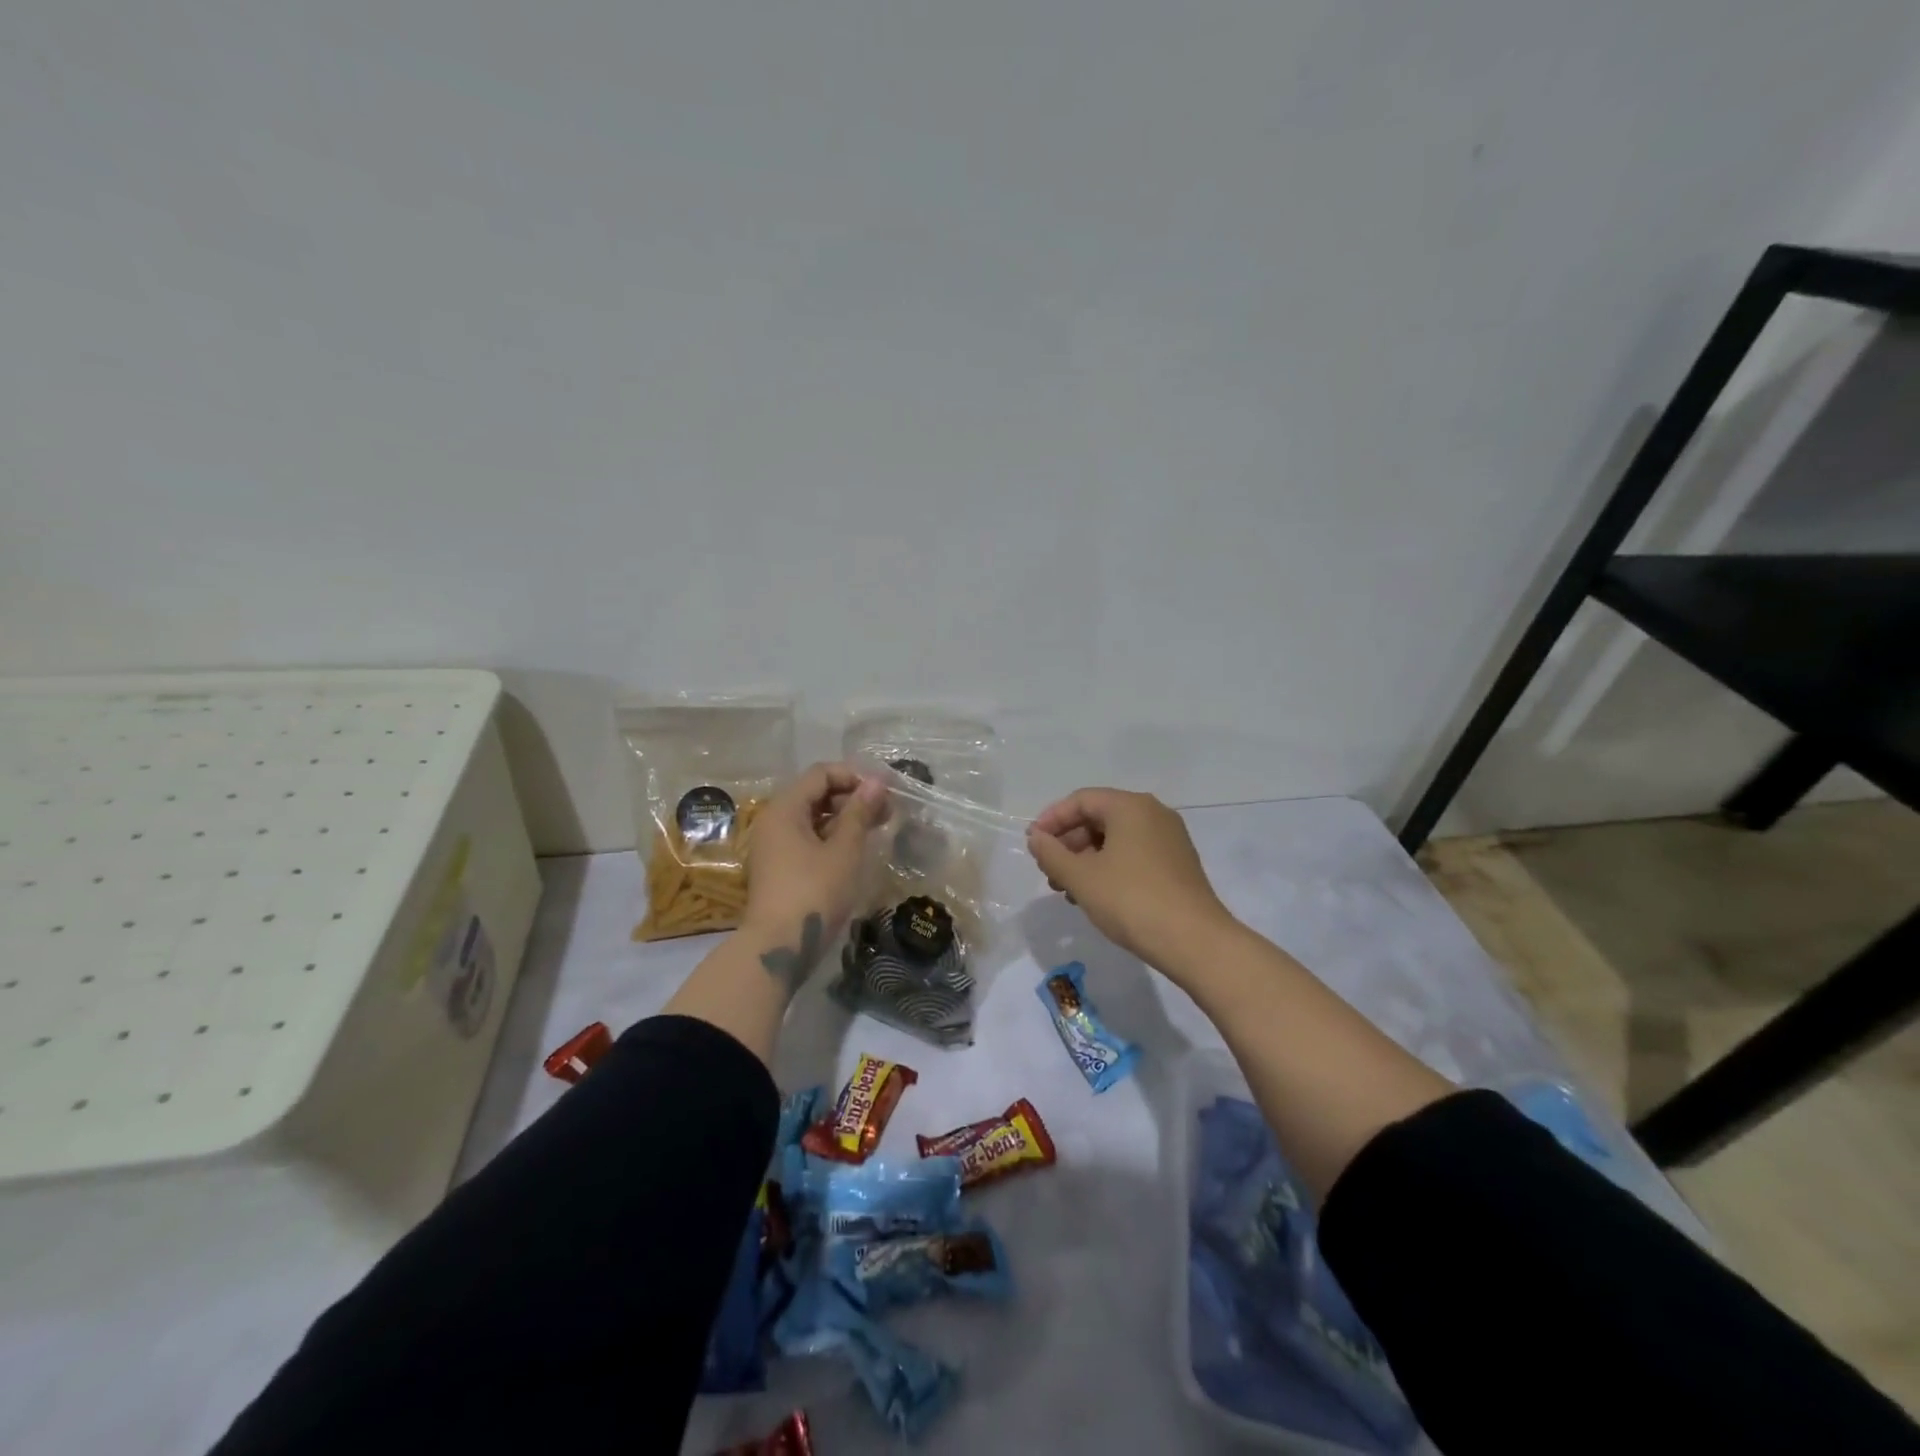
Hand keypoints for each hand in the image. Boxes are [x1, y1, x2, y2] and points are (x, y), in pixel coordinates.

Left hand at [743, 762, 889, 988]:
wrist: (778, 948)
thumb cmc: (814, 892)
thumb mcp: (844, 850)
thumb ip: (860, 813)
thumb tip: (876, 782)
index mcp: (785, 809)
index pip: (820, 774)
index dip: (854, 776)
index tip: (884, 791)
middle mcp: (774, 821)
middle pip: (815, 794)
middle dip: (851, 797)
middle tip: (886, 811)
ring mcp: (773, 846)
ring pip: (812, 818)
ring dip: (844, 818)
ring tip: (876, 829)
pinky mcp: (779, 868)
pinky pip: (807, 839)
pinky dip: (831, 837)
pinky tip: (855, 849)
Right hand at [1027, 788, 1235, 976]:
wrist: (1195, 942)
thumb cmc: (1131, 900)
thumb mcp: (1081, 877)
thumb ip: (1051, 853)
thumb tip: (1036, 838)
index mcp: (1130, 806)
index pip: (1081, 800)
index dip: (1051, 820)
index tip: (1033, 845)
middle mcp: (1153, 814)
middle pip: (1099, 817)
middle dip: (1068, 843)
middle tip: (1048, 873)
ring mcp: (1170, 839)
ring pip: (1116, 839)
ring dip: (1086, 859)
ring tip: (1068, 891)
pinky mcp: (1178, 864)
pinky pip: (1134, 854)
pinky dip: (1109, 868)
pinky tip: (1096, 896)